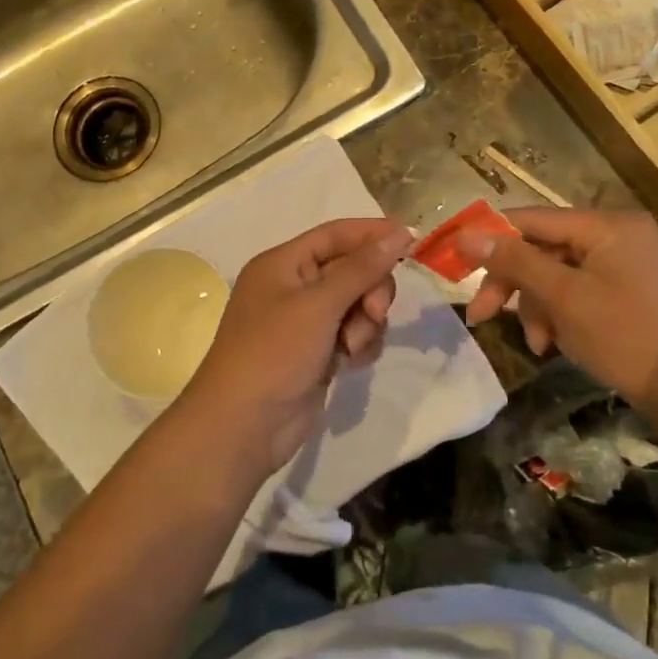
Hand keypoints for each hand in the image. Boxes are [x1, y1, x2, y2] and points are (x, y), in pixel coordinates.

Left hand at [177, 218, 412, 475]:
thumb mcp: (319, 304)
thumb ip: (361, 268)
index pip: (335, 235)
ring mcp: (305, 322)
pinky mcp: (317, 352)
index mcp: (282, 264)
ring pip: (357, 304)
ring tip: (351, 347)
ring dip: (365, 322)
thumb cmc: (275, 352)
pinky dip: (359, 344)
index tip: (412, 240)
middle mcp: (293, 287)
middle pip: (351, 270)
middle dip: (370, 289)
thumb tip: (399, 232)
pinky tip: (351, 362)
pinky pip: (353, 333)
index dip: (372, 234)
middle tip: (375, 312)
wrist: (245, 425)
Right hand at [457, 207, 657, 408]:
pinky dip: (562, 313)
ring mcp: (630, 262)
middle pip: (545, 249)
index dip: (492, 237)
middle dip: (515, 285)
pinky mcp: (634, 289)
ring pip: (560, 274)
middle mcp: (621, 234)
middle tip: (481, 315)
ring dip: (538, 307)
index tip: (457, 260)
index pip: (534, 218)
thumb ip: (514, 261)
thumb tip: (466, 235)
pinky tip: (555, 343)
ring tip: (537, 344)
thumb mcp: (562, 297)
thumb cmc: (624, 337)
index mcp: (609, 225)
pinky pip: (582, 289)